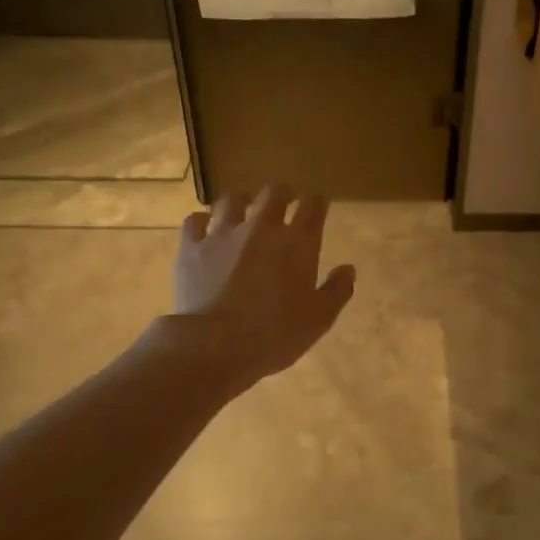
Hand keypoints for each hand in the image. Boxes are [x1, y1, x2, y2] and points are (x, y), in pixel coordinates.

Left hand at [169, 184, 356, 390]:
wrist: (214, 345)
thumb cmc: (275, 334)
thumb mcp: (319, 319)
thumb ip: (337, 290)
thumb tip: (348, 269)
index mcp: (297, 243)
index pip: (313, 206)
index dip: (318, 202)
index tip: (319, 206)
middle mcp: (261, 228)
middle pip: (273, 193)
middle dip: (282, 193)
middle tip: (285, 201)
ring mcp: (223, 234)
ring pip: (232, 200)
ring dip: (242, 202)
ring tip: (243, 210)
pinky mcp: (191, 247)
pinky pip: (195, 221)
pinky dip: (202, 221)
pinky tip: (205, 229)